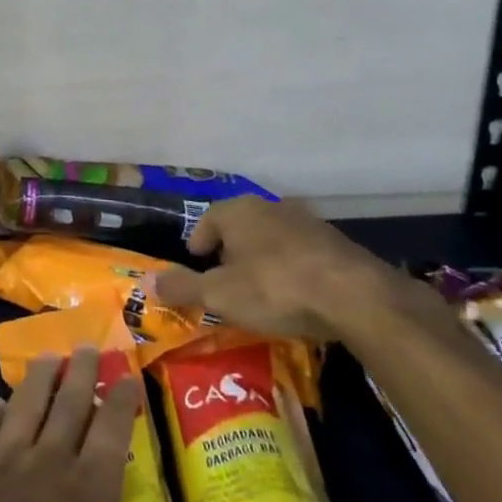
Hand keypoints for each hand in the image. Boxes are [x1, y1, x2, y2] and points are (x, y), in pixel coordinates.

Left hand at [0, 347, 276, 501]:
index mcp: (90, 484)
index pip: (112, 430)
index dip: (122, 401)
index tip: (128, 371)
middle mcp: (48, 461)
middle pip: (67, 407)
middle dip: (79, 375)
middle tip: (85, 344)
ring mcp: (1, 464)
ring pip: (24, 410)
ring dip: (35, 383)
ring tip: (44, 356)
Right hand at [153, 194, 411, 342]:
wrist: (354, 294)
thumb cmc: (275, 287)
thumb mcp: (220, 294)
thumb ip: (183, 288)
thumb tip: (147, 284)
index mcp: (238, 210)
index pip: (208, 219)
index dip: (199, 241)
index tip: (197, 263)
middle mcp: (270, 207)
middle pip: (241, 226)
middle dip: (231, 251)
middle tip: (225, 280)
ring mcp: (306, 222)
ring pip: (272, 238)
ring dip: (263, 259)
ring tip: (260, 289)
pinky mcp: (335, 243)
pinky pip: (301, 253)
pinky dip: (292, 269)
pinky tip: (295, 295)